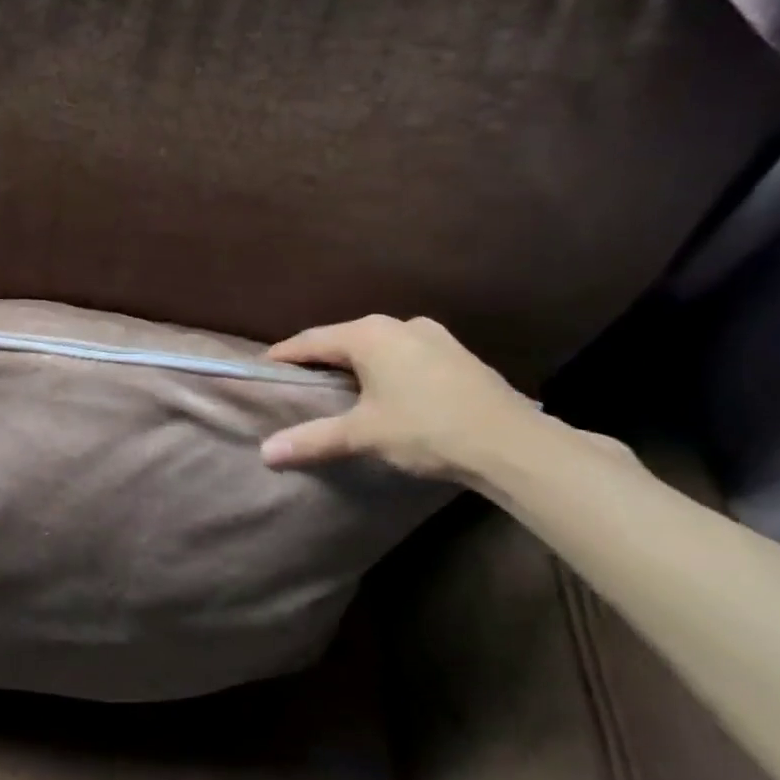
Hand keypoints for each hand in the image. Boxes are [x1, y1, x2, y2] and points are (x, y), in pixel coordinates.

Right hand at [259, 315, 548, 481]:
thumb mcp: (363, 435)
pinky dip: (387, 369)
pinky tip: (388, 390)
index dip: (285, 354)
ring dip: (357, 363)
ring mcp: (435, 337)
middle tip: (300, 379)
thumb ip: (313, 439)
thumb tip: (265, 453)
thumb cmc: (427, 429)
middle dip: (321, 358)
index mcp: (370, 335)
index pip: (312, 340)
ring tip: (341, 386)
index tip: (265, 367)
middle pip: (346, 339)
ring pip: (380, 346)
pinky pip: (406, 355)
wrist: (514, 446)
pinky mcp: (458, 356)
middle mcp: (400, 325)